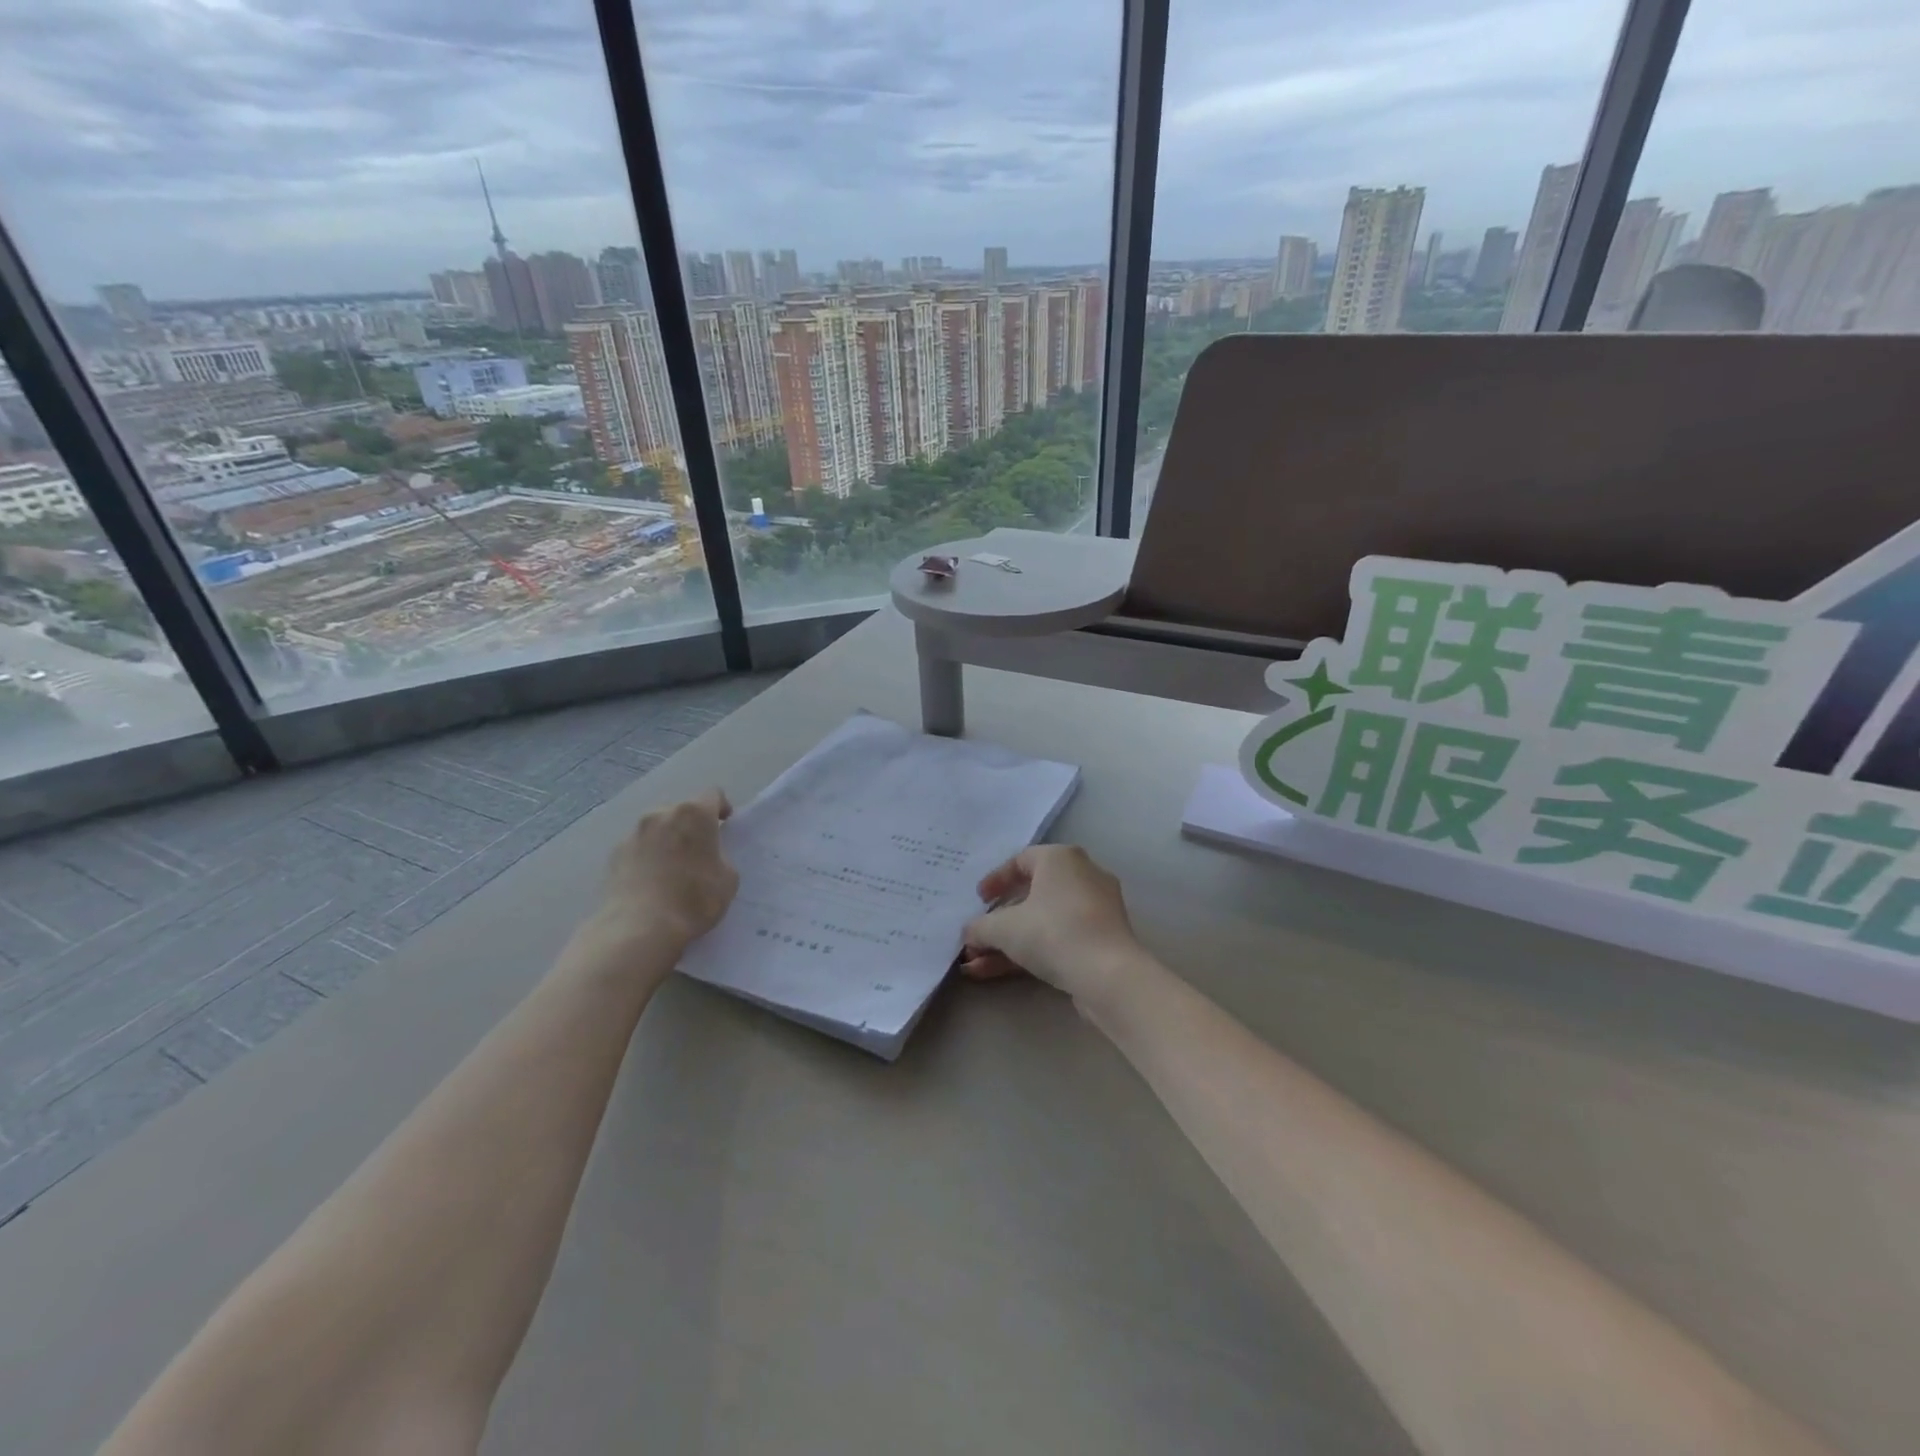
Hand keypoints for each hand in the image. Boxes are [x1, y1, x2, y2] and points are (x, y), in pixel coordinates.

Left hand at [593, 789, 738, 953]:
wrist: (639, 928)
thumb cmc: (693, 900)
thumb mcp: (728, 879)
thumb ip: (721, 858)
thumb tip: (708, 857)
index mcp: (694, 814)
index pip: (713, 795)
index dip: (721, 809)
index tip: (724, 827)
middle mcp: (661, 814)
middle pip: (682, 810)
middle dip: (691, 826)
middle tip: (698, 852)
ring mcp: (634, 832)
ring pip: (657, 827)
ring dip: (667, 839)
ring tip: (671, 869)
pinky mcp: (614, 853)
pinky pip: (638, 847)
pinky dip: (647, 856)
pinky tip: (651, 882)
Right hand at [960, 845, 1146, 1004]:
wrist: (1108, 976)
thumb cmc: (1053, 933)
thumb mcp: (1003, 928)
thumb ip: (980, 927)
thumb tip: (969, 933)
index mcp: (1061, 858)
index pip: (1021, 860)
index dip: (995, 880)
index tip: (979, 900)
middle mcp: (1082, 875)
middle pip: (1031, 894)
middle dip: (998, 921)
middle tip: (977, 935)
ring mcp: (1096, 910)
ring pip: (1043, 921)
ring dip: (1008, 943)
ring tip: (976, 965)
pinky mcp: (1102, 940)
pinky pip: (1059, 938)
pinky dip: (1031, 952)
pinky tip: (997, 974)